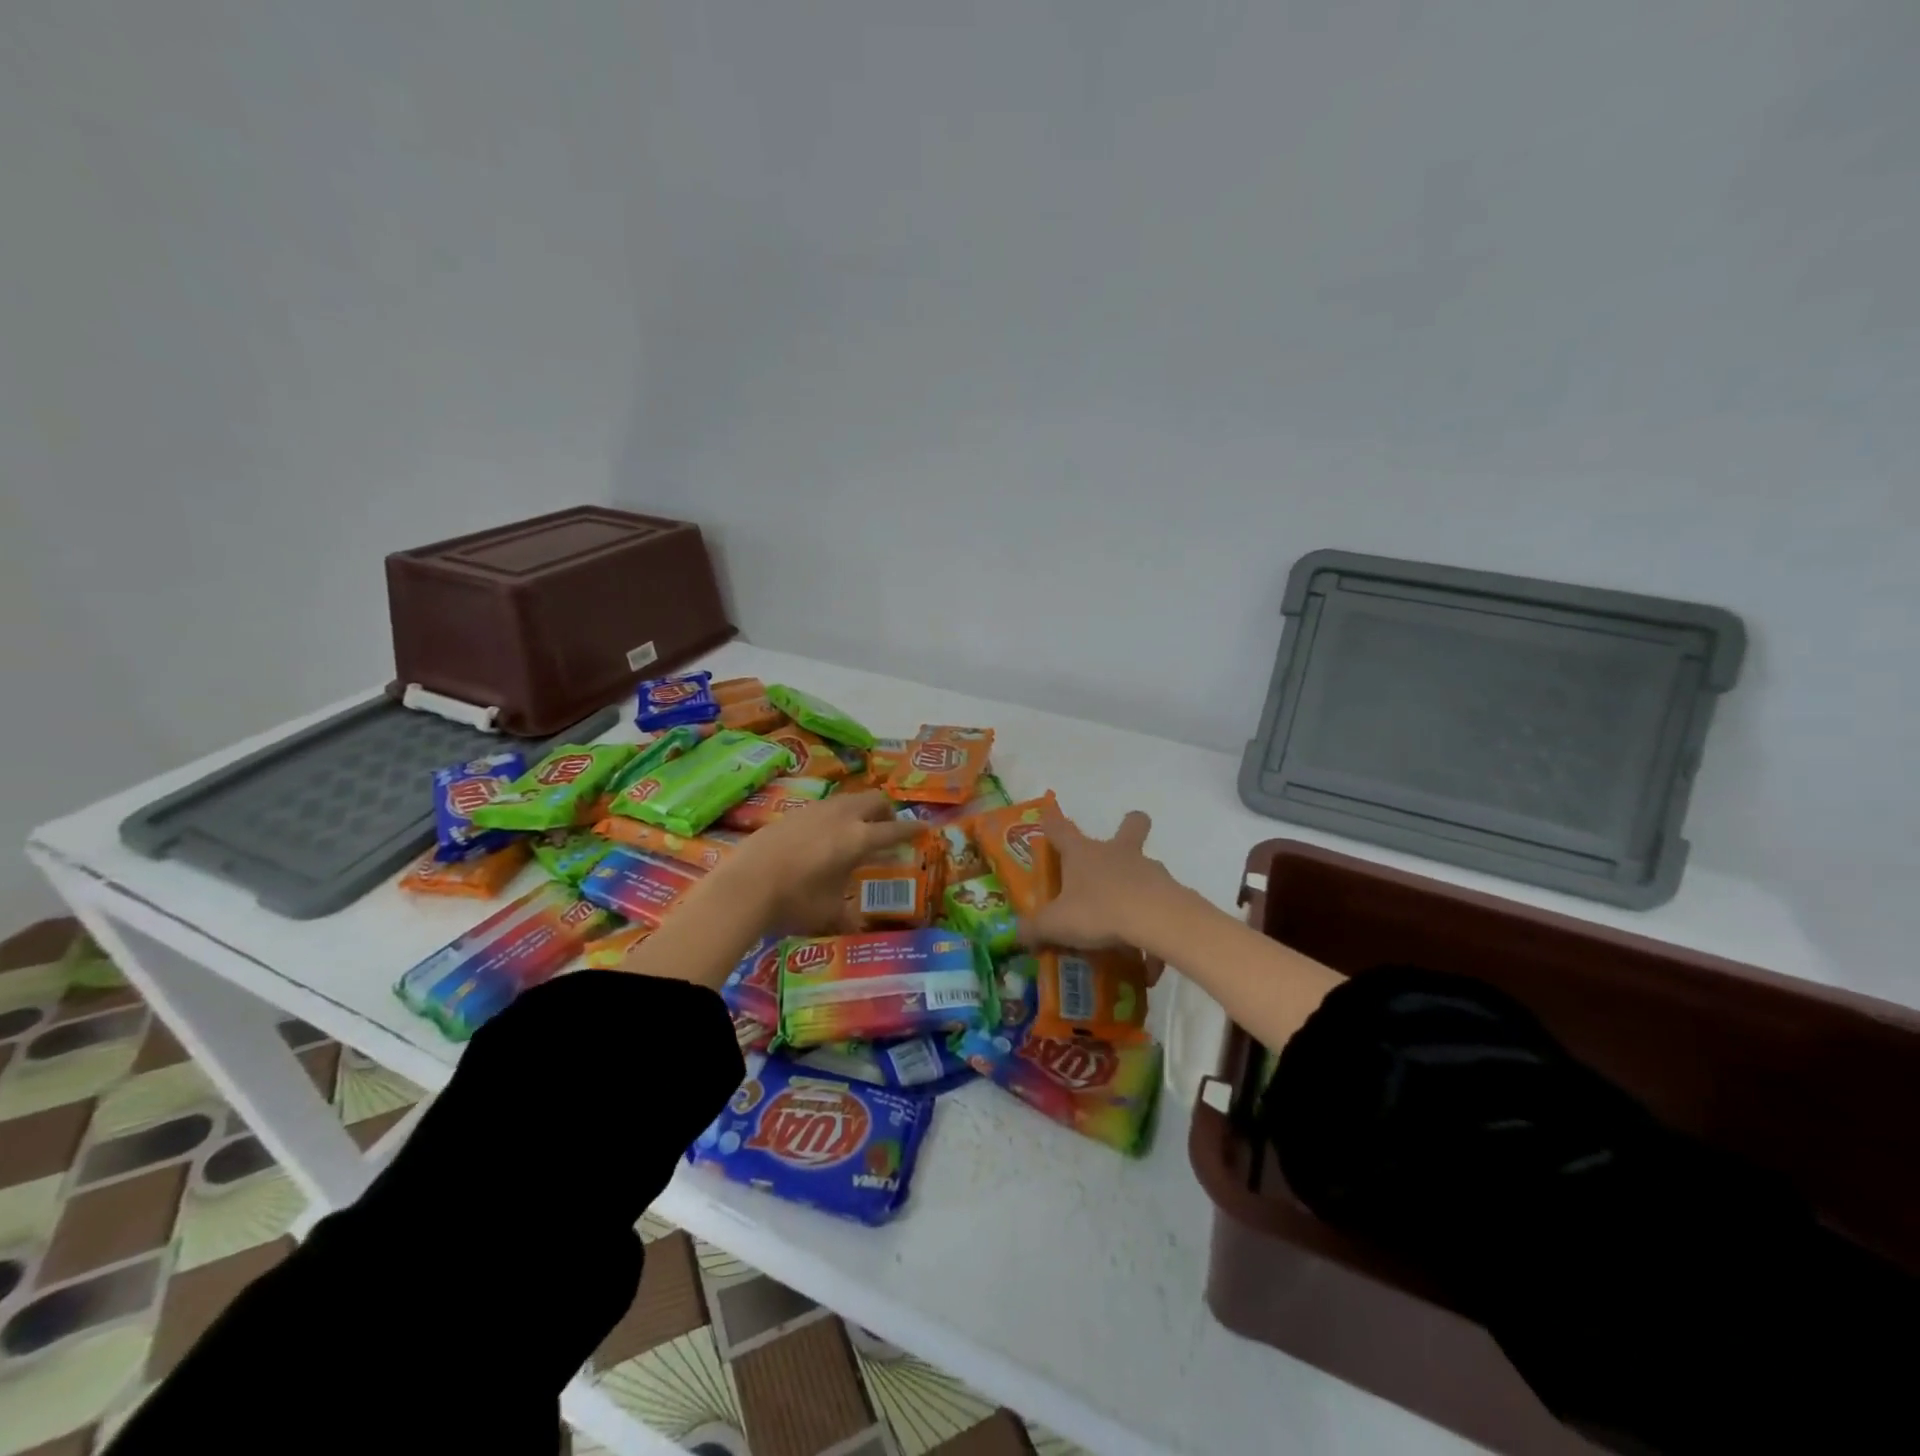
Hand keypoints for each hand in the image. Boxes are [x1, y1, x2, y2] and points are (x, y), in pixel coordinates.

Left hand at [711, 789, 922, 936]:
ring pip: (847, 799)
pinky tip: (821, 837)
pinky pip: (824, 807)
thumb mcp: (828, 914)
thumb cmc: (795, 901)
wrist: (744, 885)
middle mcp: (841, 816)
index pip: (894, 830)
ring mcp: (814, 810)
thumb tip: (856, 929)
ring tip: (854, 832)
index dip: (912, 830)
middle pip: (874, 800)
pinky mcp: (792, 813)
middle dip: (886, 811)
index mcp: (858, 838)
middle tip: (887, 829)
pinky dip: (834, 816)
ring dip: (858, 810)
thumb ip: (847, 917)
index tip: (924, 827)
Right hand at [1019, 802, 1180, 977]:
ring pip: (1146, 868)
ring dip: (1137, 888)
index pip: (1061, 829)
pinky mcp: (1170, 892)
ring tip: (1126, 928)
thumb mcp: (1056, 924)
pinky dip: (1152, 931)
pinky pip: (1159, 910)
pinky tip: (1147, 961)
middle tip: (1121, 845)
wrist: (1155, 919)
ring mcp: (1147, 870)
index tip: (1049, 817)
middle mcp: (1116, 853)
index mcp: (1082, 853)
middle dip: (1130, 825)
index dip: (1052, 822)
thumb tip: (1018, 934)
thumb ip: (1035, 929)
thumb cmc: (1097, 910)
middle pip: (1130, 825)